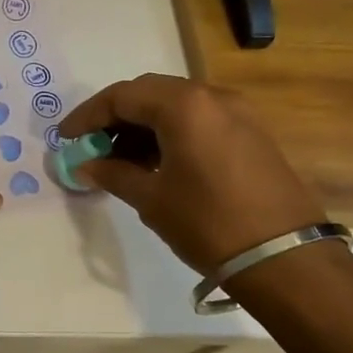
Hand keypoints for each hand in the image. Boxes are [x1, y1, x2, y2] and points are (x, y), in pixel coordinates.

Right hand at [59, 74, 325, 274]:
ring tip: (121, 159)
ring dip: (144, 125)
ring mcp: (238, 113)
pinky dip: (171, 132)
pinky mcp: (253, 134)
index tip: (66, 137)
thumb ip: (113, 174)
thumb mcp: (151, 199)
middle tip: (92, 145)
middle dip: (116, 116)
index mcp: (184, 105)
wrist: (286, 259)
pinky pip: (200, 120)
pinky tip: (157, 162)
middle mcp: (212, 96)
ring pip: (176, 105)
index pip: (122, 96)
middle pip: (149, 93)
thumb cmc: (208, 223)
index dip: (88, 115)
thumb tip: (86, 166)